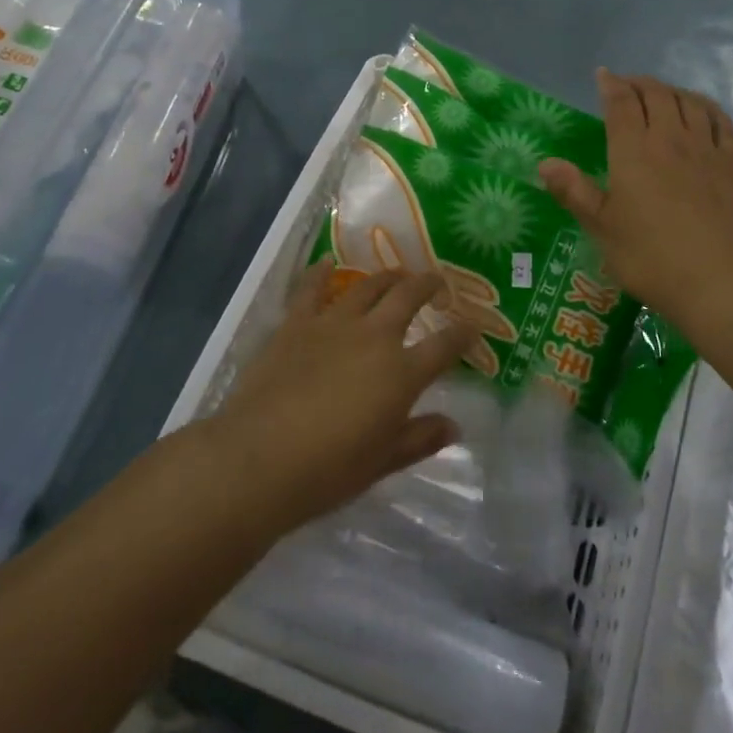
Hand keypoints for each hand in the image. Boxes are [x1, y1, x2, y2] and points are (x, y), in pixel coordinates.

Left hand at [211, 259, 476, 531]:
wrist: (260, 457)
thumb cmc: (329, 469)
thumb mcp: (383, 461)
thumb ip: (421, 438)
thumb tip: (454, 426)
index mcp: (402, 373)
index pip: (445, 346)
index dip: (463, 334)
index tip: (472, 326)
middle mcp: (374, 337)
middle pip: (408, 298)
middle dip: (427, 285)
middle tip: (436, 282)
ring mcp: (333, 324)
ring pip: (367, 287)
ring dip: (386, 277)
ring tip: (396, 275)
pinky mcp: (296, 324)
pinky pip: (311, 289)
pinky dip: (320, 272)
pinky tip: (327, 263)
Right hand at [538, 70, 732, 325]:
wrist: (714, 280)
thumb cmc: (648, 256)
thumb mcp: (601, 227)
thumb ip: (574, 191)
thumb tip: (545, 162)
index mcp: (633, 152)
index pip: (622, 103)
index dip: (611, 85)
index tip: (603, 75)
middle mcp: (669, 139)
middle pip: (656, 95)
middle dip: (639, 83)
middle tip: (626, 86)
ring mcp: (704, 150)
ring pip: (688, 102)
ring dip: (670, 91)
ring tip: (659, 94)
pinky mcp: (730, 165)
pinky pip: (720, 122)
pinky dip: (706, 107)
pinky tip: (700, 111)